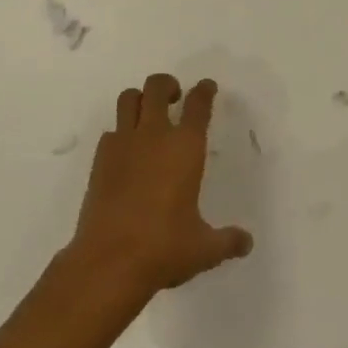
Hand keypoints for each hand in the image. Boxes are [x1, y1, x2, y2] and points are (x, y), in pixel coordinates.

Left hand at [70, 74, 252, 296]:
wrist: (108, 263)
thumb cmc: (163, 248)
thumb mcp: (203, 249)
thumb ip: (227, 241)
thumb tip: (247, 242)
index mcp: (185, 147)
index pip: (198, 104)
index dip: (204, 90)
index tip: (207, 87)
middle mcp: (154, 135)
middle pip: (158, 87)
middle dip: (168, 85)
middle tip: (175, 97)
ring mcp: (123, 144)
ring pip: (128, 99)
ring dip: (140, 98)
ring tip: (148, 114)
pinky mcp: (99, 160)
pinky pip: (111, 131)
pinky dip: (120, 132)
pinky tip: (127, 152)